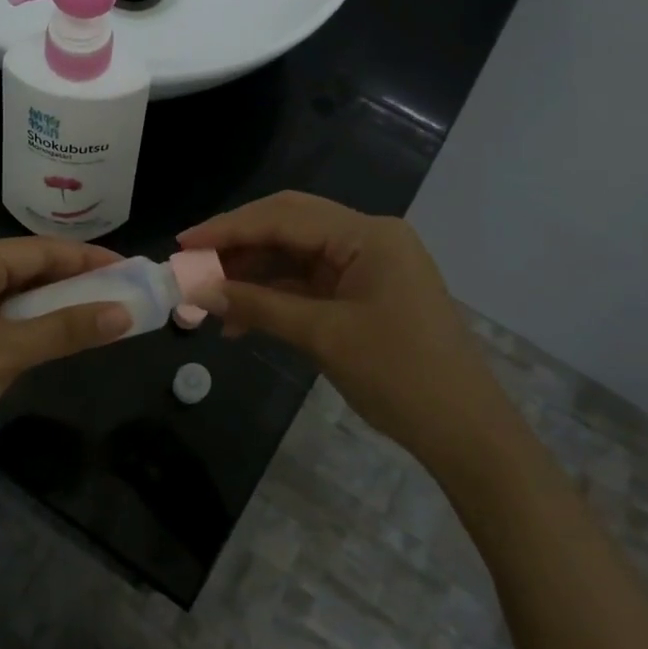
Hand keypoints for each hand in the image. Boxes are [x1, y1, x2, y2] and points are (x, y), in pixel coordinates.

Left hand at [0, 236, 131, 484]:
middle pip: (28, 268)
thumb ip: (67, 328)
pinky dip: (33, 325)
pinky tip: (59, 335)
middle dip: (74, 280)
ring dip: (56, 305)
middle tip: (122, 291)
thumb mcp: (8, 352)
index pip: (40, 249)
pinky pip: (2, 319)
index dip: (87, 258)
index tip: (130, 268)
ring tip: (101, 311)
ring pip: (16, 296)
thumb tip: (124, 313)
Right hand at [179, 191, 514, 462]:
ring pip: (294, 256)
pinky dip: (274, 297)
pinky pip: (308, 284)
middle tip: (191, 265)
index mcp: (367, 235)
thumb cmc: (400, 375)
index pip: (284, 216)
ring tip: (208, 299)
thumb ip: (258, 306)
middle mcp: (367, 238)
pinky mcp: (363, 294)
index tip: (183, 243)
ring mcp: (367, 266)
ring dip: (252, 275)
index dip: (229, 228)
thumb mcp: (322, 336)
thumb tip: (198, 292)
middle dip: (237, 246)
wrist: (465, 432)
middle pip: (288, 227)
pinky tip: (240, 318)